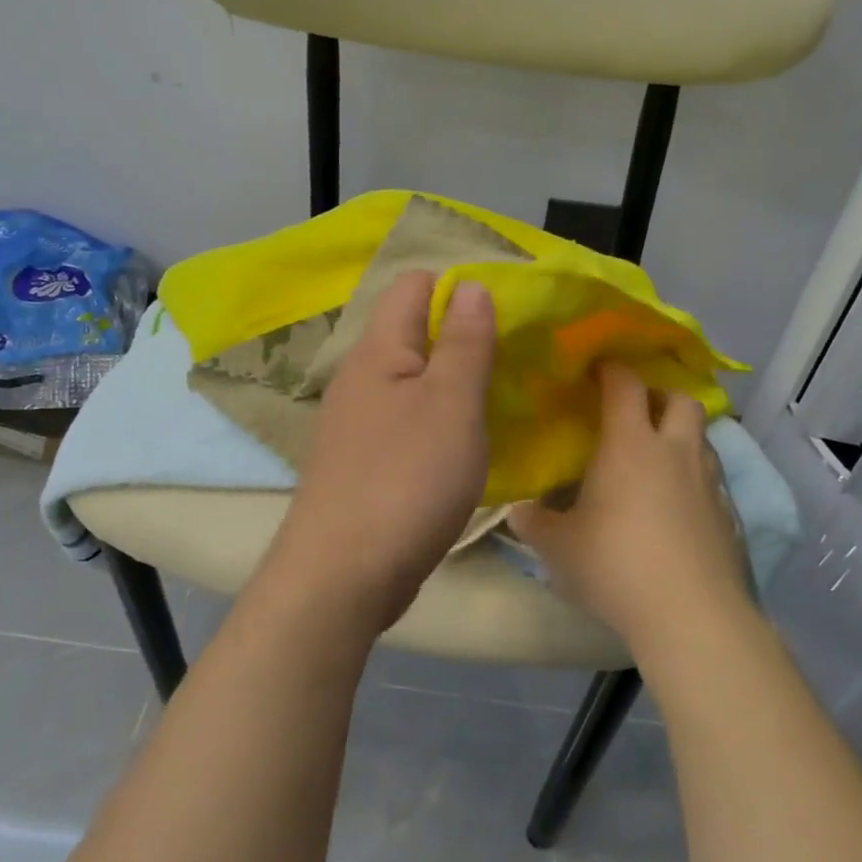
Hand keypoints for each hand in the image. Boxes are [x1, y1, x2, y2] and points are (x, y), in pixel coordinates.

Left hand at [262, 270, 496, 636]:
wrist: (342, 576)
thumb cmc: (405, 480)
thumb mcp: (451, 404)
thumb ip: (464, 342)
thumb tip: (471, 285)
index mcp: (378, 350)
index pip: (414, 285)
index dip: (461, 286)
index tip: (511, 308)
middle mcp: (361, 377)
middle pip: (416, 332)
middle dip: (466, 336)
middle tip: (518, 355)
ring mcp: (359, 422)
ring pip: (415, 381)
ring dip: (457, 382)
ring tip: (506, 395)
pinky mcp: (365, 461)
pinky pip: (410, 421)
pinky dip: (441, 421)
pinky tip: (470, 441)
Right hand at [511, 362, 747, 655]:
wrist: (690, 614)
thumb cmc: (614, 564)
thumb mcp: (558, 546)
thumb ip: (534, 523)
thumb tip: (518, 512)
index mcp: (630, 444)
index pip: (625, 385)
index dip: (611, 370)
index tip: (597, 369)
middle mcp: (675, 451)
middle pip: (681, 399)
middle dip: (660, 396)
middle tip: (636, 412)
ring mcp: (708, 483)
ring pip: (702, 438)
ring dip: (681, 436)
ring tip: (656, 459)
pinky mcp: (729, 516)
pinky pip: (712, 480)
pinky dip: (695, 479)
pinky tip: (676, 507)